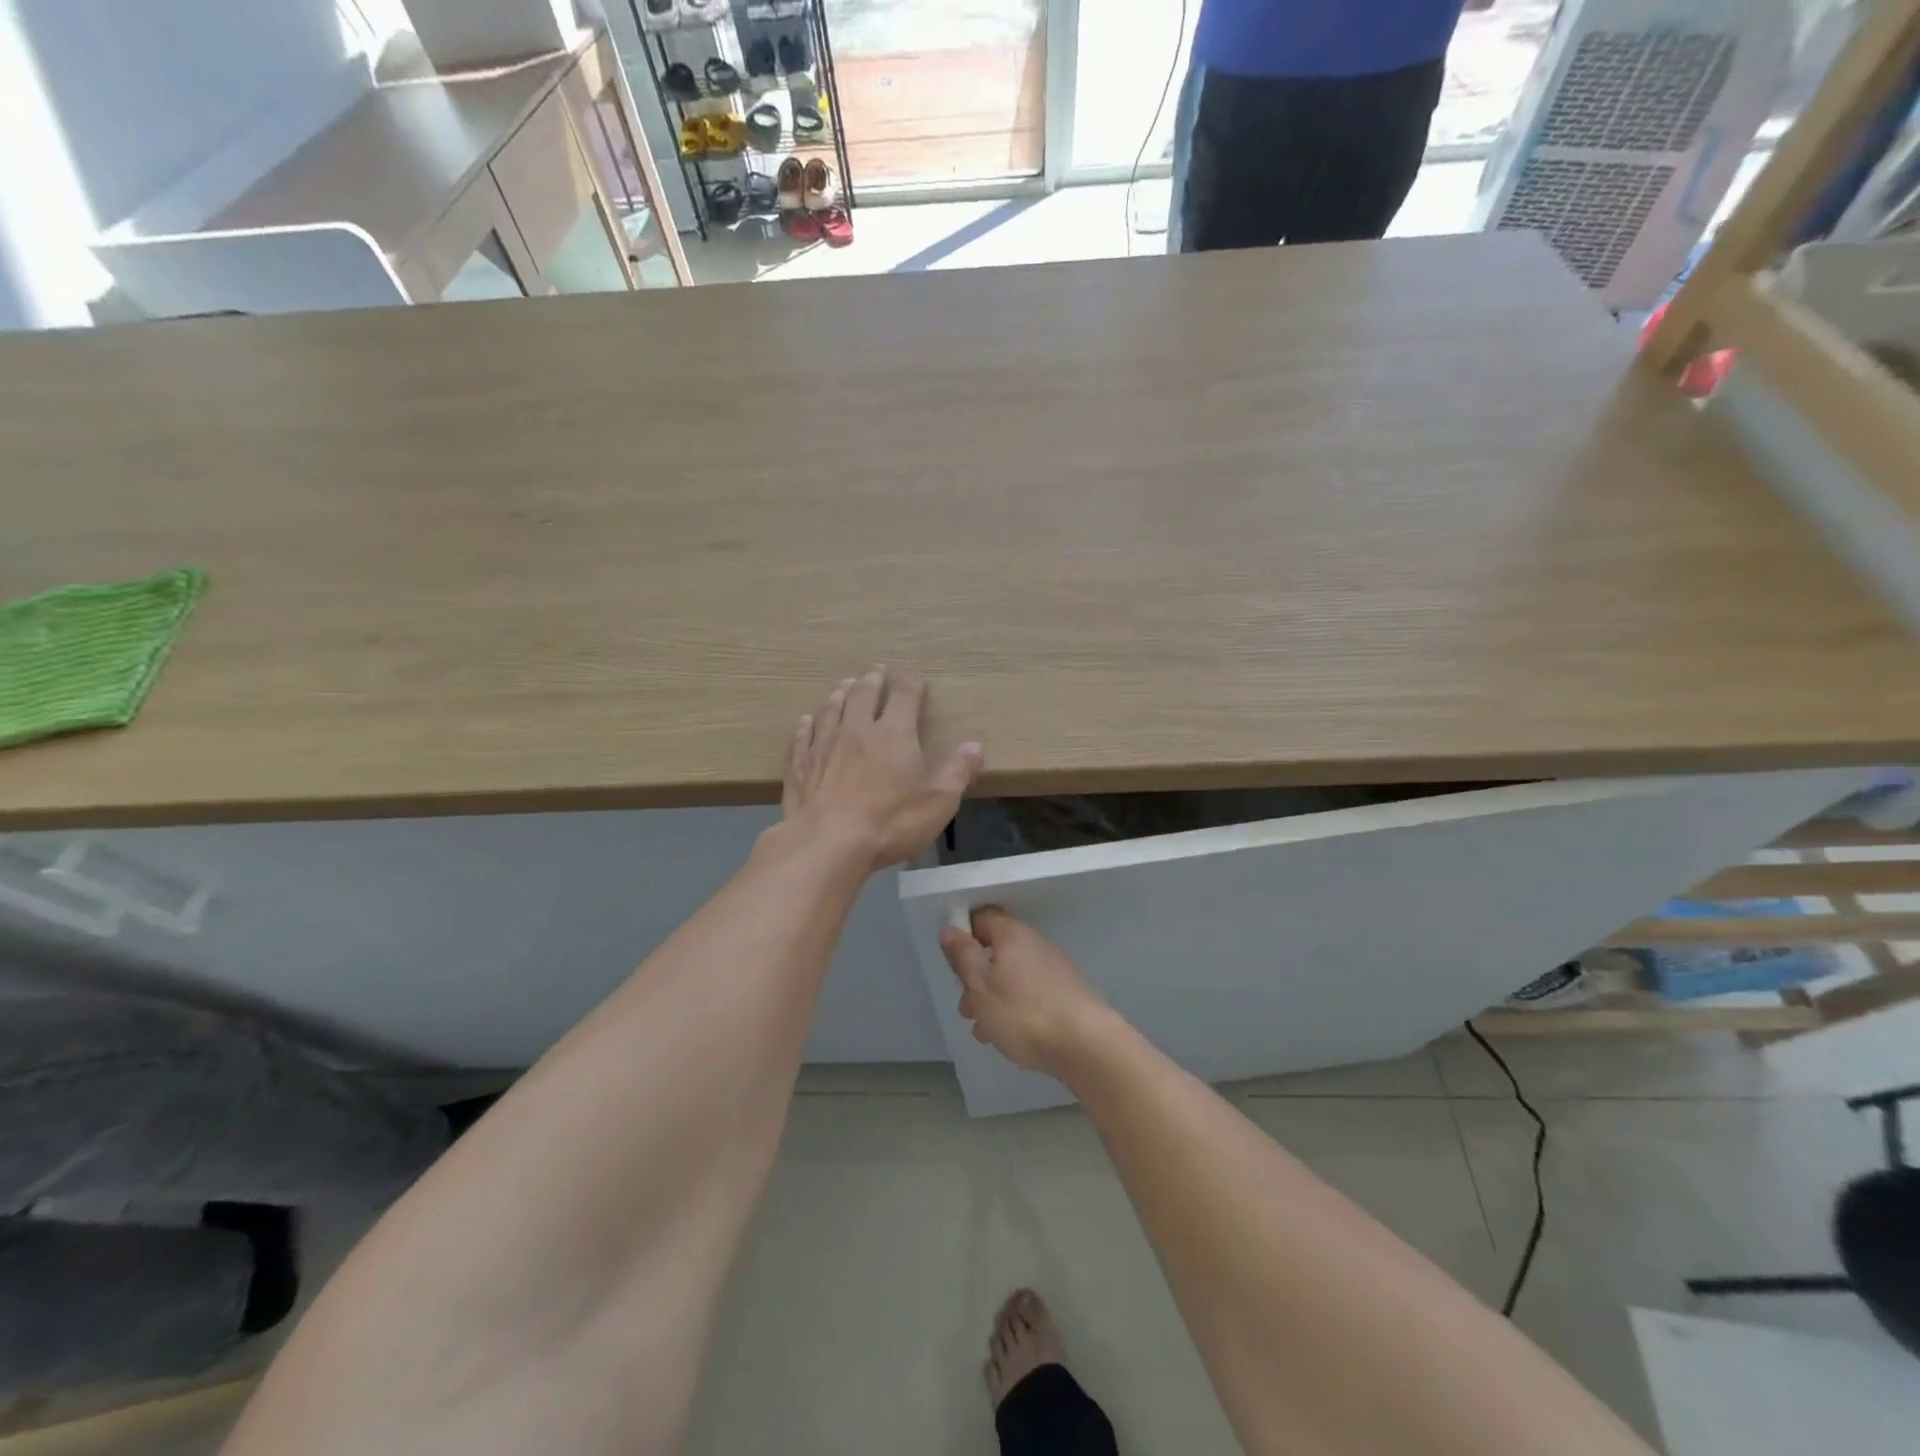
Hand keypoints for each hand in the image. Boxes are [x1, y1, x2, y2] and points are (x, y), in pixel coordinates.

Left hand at [782, 667, 981, 871]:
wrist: (828, 843)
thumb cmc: (891, 821)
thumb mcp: (939, 800)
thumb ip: (958, 770)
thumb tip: (974, 746)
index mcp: (894, 733)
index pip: (904, 695)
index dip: (911, 685)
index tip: (915, 682)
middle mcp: (857, 729)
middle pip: (864, 694)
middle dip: (873, 681)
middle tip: (876, 672)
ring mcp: (823, 745)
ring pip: (831, 709)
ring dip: (840, 694)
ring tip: (845, 685)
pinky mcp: (799, 766)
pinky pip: (802, 737)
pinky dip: (806, 725)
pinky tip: (805, 721)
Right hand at [939, 908, 1109, 1074]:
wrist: (1087, 1045)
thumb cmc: (1023, 1012)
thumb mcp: (981, 986)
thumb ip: (963, 956)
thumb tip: (950, 928)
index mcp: (1012, 935)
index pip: (983, 918)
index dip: (964, 933)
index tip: (952, 960)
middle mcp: (1035, 944)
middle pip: (997, 951)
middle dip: (977, 977)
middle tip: (965, 1007)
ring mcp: (1054, 970)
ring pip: (1012, 977)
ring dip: (993, 998)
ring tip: (983, 1030)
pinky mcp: (1066, 995)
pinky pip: (1030, 994)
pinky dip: (1014, 1010)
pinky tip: (1008, 1036)